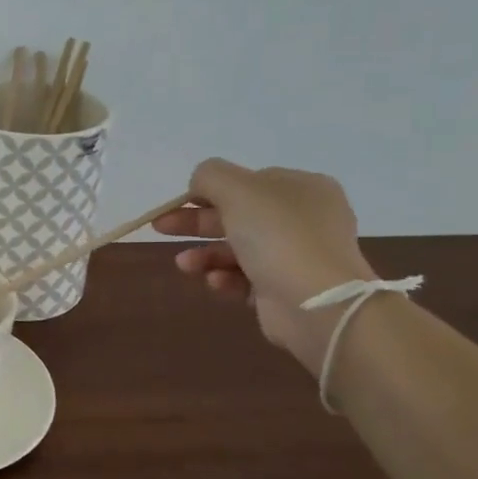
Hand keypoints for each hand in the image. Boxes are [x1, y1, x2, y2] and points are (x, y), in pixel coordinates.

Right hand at [153, 159, 376, 373]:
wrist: (317, 302)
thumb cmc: (278, 236)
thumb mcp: (238, 190)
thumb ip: (211, 176)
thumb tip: (199, 182)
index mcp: (301, 188)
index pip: (248, 182)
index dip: (210, 191)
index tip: (179, 203)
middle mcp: (303, 219)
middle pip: (237, 215)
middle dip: (196, 223)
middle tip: (160, 228)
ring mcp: (296, 255)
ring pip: (237, 249)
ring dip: (206, 255)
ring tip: (185, 265)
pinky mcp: (285, 288)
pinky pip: (245, 278)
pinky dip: (225, 278)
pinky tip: (215, 282)